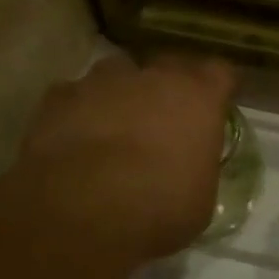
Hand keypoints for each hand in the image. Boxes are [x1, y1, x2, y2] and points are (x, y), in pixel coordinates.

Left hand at [0, 56, 237, 273]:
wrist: (81, 212)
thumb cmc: (159, 208)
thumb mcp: (200, 198)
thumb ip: (198, 167)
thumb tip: (189, 168)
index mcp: (198, 96)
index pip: (220, 73)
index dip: (216, 89)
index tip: (214, 108)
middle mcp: (153, 76)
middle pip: (168, 66)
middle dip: (168, 88)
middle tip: (164, 121)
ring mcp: (102, 81)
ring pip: (118, 75)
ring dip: (121, 95)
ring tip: (115, 129)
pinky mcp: (59, 97)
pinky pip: (75, 96)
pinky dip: (79, 112)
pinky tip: (74, 141)